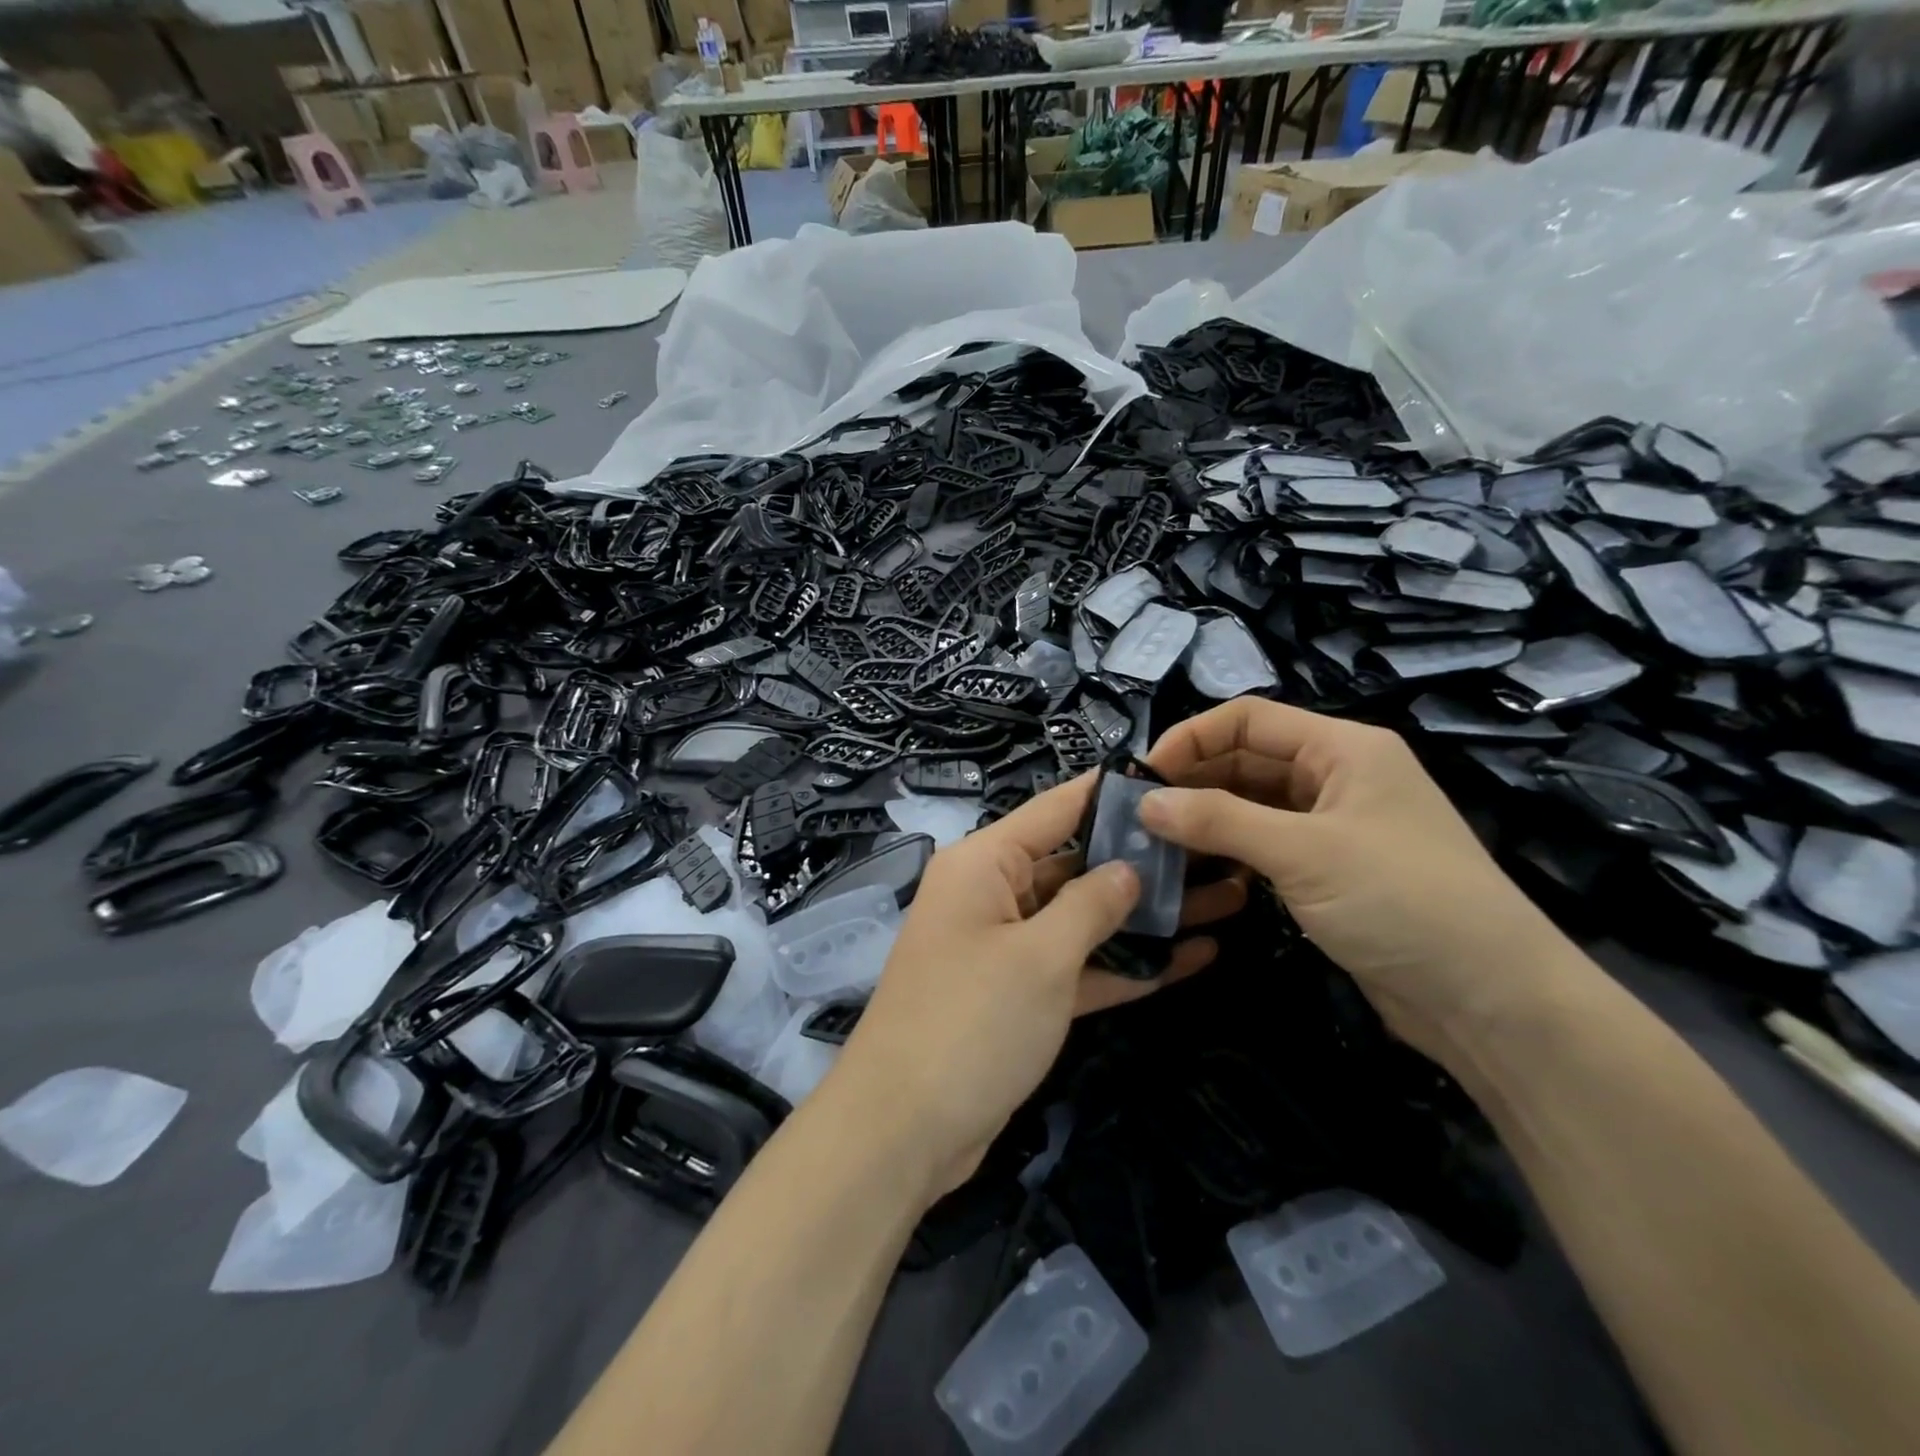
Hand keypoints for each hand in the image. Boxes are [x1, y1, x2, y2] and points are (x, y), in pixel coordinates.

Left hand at [830, 774, 1245, 1199]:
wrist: (904, 1131)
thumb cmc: (971, 1022)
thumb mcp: (1040, 957)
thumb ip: (1091, 905)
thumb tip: (1128, 868)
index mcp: (985, 864)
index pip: (1056, 809)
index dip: (1110, 792)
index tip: (1171, 776)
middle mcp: (994, 895)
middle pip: (1077, 864)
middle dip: (1144, 861)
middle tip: (1220, 849)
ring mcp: (1008, 947)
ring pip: (1085, 919)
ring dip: (1147, 916)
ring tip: (1226, 898)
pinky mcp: (1021, 997)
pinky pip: (1079, 967)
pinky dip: (1126, 965)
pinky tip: (1193, 957)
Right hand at [1140, 698, 1579, 1070]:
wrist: (1492, 1001)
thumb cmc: (1402, 901)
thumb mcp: (1304, 852)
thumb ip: (1219, 820)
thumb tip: (1144, 802)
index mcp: (1343, 748)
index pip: (1248, 719)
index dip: (1191, 737)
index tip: (1142, 774)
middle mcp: (1337, 777)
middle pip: (1247, 759)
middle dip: (1192, 780)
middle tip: (1137, 813)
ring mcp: (1334, 825)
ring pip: (1252, 804)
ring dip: (1205, 817)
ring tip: (1152, 841)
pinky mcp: (1329, 870)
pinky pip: (1265, 844)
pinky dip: (1228, 850)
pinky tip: (1192, 867)